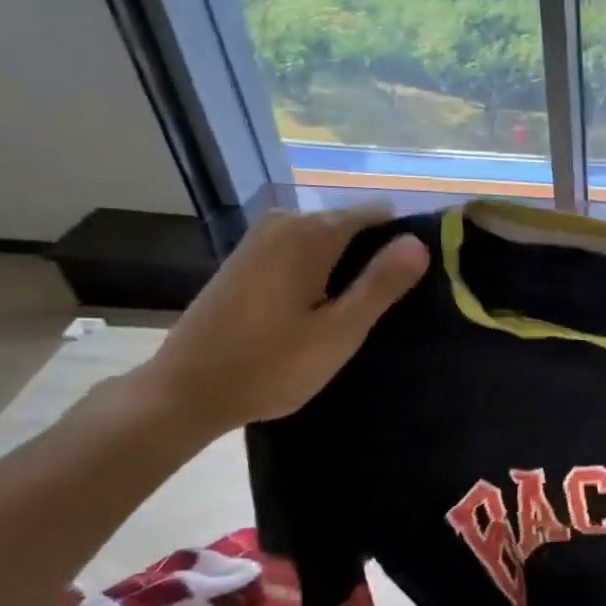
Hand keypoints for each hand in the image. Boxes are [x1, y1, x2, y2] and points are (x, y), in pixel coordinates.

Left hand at [132, 205, 427, 437]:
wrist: (185, 391)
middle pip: (351, 225)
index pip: (378, 215)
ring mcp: (261, 238)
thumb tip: (420, 242)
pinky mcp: (246, 258)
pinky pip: (301, 251)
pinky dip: (320, 273)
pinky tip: (320, 310)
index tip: (415, 283)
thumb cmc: (270, 365)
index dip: (403, 244)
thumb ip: (381, 284)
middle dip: (374, 258)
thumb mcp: (339, 331)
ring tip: (356, 314)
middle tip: (386, 310)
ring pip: (326, 240)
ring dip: (347, 269)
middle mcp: (285, 221)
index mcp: (311, 233)